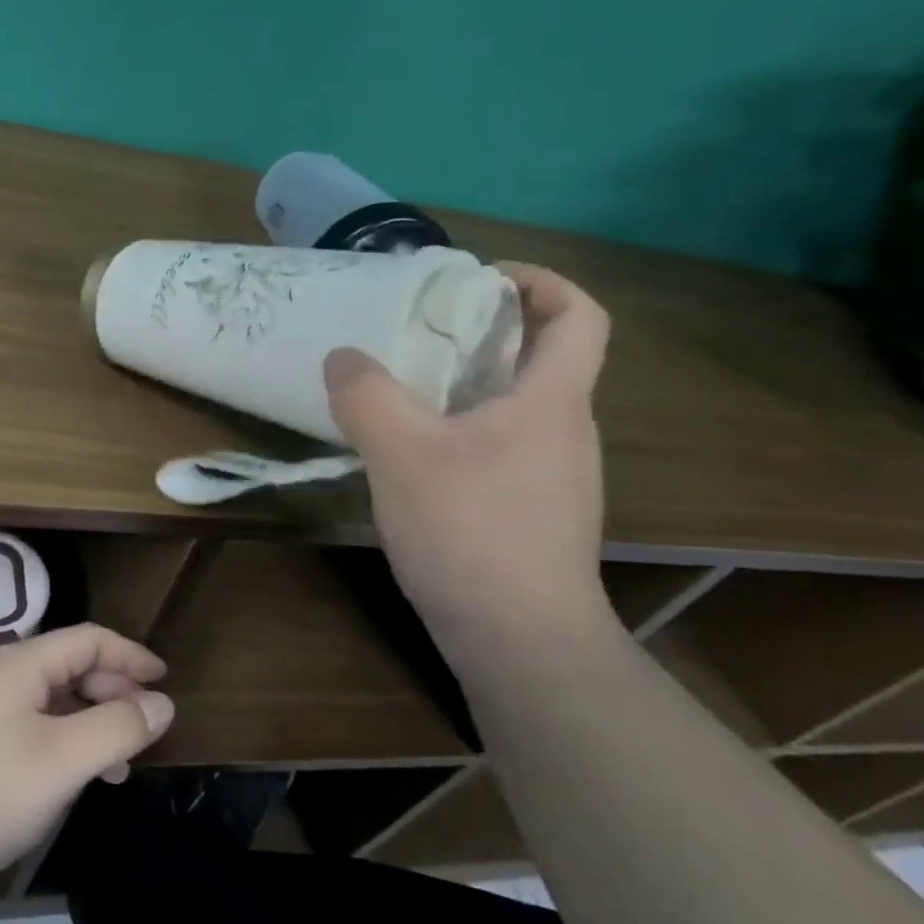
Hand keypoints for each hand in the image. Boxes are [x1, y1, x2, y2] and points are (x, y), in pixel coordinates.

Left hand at [0, 624, 174, 902]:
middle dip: (114, 691)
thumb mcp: (63, 760)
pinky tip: (71, 778)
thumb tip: (162, 704)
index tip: (164, 681)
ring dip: (91, 721)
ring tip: (117, 764)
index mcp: (23, 664)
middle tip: (144, 728)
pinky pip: (33, 725)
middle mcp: (2, 675)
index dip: (131, 656)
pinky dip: (64, 741)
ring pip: (53, 700)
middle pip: (71, 666)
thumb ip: (117, 727)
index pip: (89, 640)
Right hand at [324, 261, 611, 642]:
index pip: (579, 315)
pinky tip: (416, 456)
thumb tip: (344, 358)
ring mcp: (555, 477)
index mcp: (552, 401)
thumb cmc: (471, 532)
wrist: (521, 643)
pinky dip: (464, 431)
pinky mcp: (534, 513)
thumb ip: (367, 395)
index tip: (482, 279)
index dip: (540, 282)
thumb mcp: (401, 453)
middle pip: (543, 358)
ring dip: (469, 385)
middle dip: (487, 331)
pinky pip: (502, 447)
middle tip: (420, 333)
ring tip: (406, 391)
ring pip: (518, 407)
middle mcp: (565, 431)